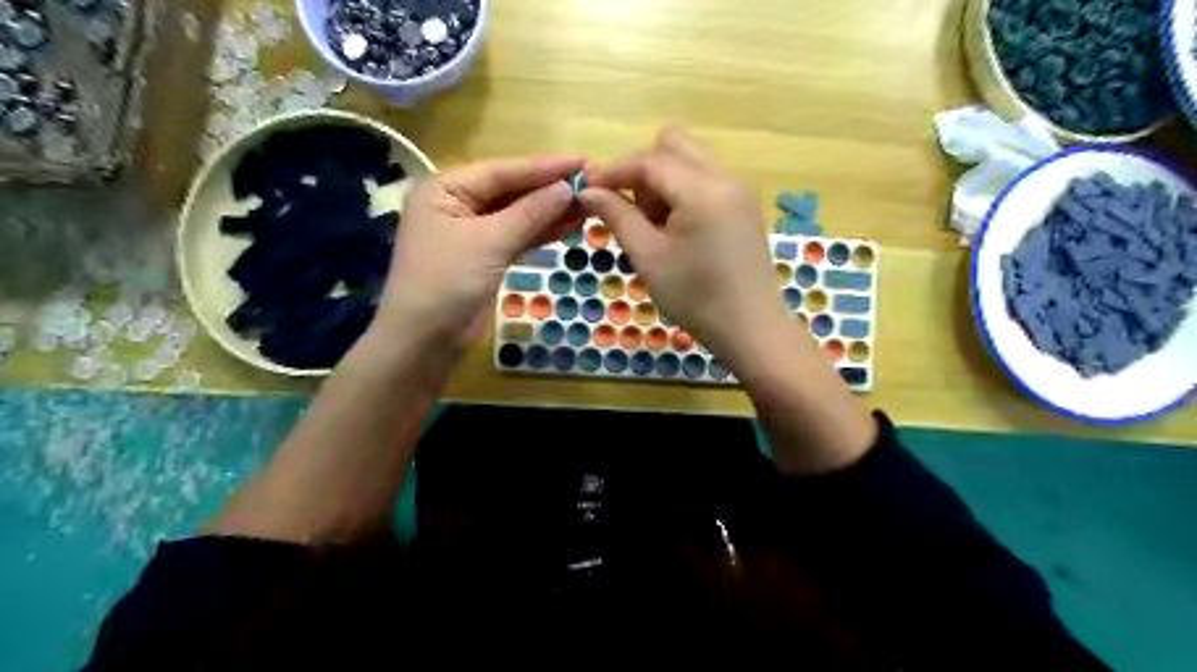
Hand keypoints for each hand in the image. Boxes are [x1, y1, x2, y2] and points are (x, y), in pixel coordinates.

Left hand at [372, 155, 582, 347]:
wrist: (426, 340)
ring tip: (589, 203)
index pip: (501, 171)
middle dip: (549, 189)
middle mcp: (457, 204)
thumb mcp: (489, 242)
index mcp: (445, 188)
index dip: (543, 168)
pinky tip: (571, 226)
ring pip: (518, 215)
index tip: (583, 161)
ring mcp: (473, 232)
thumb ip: (530, 213)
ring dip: (550, 211)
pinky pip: (518, 237)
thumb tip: (568, 188)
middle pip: (511, 191)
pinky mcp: (486, 257)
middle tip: (592, 182)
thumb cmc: (447, 282)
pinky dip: (542, 233)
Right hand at [586, 127, 875, 472]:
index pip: (649, 160)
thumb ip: (617, 216)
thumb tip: (588, 191)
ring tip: (653, 226)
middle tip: (630, 210)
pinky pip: (706, 179)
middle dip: (642, 169)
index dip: (613, 171)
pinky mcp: (744, 206)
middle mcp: (726, 177)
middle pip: (674, 145)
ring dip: (663, 180)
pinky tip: (675, 229)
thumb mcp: (648, 257)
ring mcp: (740, 190)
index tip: (587, 191)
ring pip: (691, 160)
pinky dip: (682, 191)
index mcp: (703, 189)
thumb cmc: (695, 298)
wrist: (750, 329)